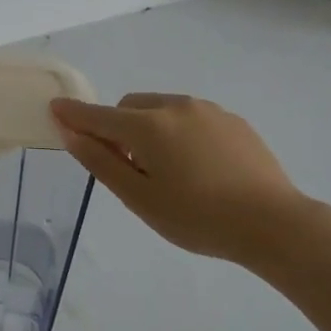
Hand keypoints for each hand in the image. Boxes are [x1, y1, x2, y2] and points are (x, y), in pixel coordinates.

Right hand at [50, 93, 311, 267]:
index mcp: (147, 126)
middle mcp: (174, 106)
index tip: (55, 108)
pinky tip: (199, 167)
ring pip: (161, 109)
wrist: (275, 224)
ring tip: (168, 170)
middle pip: (130, 107)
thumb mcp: (140, 198)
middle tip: (128, 167)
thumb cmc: (198, 217)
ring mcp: (207, 110)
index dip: (73, 114)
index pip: (98, 115)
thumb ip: (102, 162)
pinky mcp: (232, 120)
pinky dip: (179, 131)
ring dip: (149, 127)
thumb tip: (71, 134)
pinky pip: (190, 117)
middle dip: (118, 127)